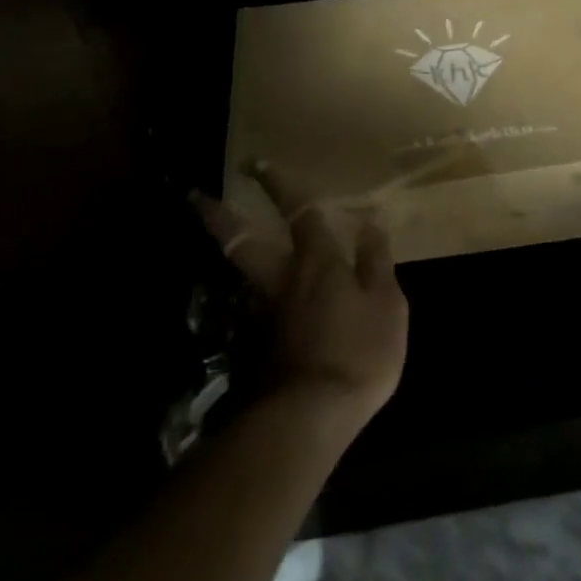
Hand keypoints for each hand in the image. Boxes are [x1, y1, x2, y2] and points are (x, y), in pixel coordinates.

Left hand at [192, 164, 407, 434]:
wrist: (309, 417)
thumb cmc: (358, 353)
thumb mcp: (387, 306)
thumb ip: (376, 263)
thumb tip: (371, 222)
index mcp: (318, 262)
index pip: (300, 211)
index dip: (281, 186)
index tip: (258, 163)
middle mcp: (281, 279)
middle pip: (242, 240)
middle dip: (219, 216)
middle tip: (193, 196)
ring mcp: (261, 314)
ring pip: (239, 274)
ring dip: (226, 254)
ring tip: (221, 242)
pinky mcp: (253, 346)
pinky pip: (249, 309)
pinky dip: (247, 296)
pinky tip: (251, 301)